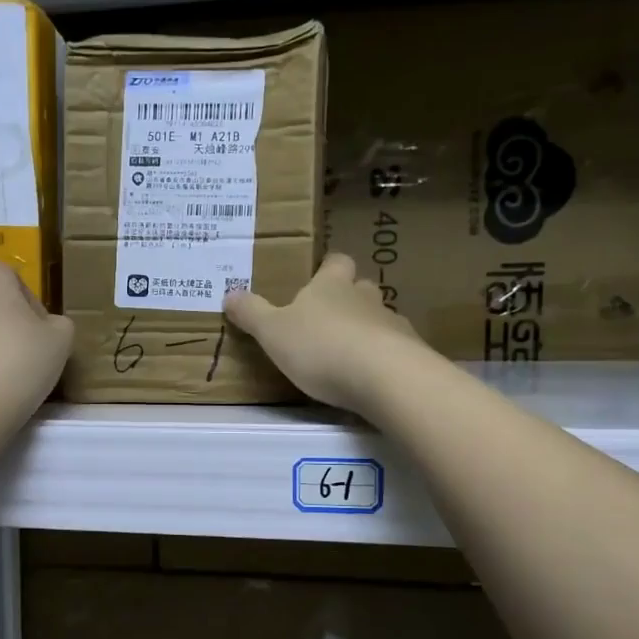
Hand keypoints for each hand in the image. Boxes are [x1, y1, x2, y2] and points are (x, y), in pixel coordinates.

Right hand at [224, 253, 426, 413]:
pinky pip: (394, 348)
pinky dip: (382, 357)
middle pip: (360, 288)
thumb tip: (229, 293)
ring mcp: (392, 324)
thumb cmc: (320, 346)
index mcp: (331, 286)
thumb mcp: (272, 332)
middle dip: (347, 299)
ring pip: (379, 318)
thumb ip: (251, 313)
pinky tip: (369, 376)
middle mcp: (364, 298)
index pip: (336, 262)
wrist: (384, 376)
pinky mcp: (410, 353)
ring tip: (347, 353)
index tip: (318, 276)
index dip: (328, 267)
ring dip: (365, 330)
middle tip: (327, 319)